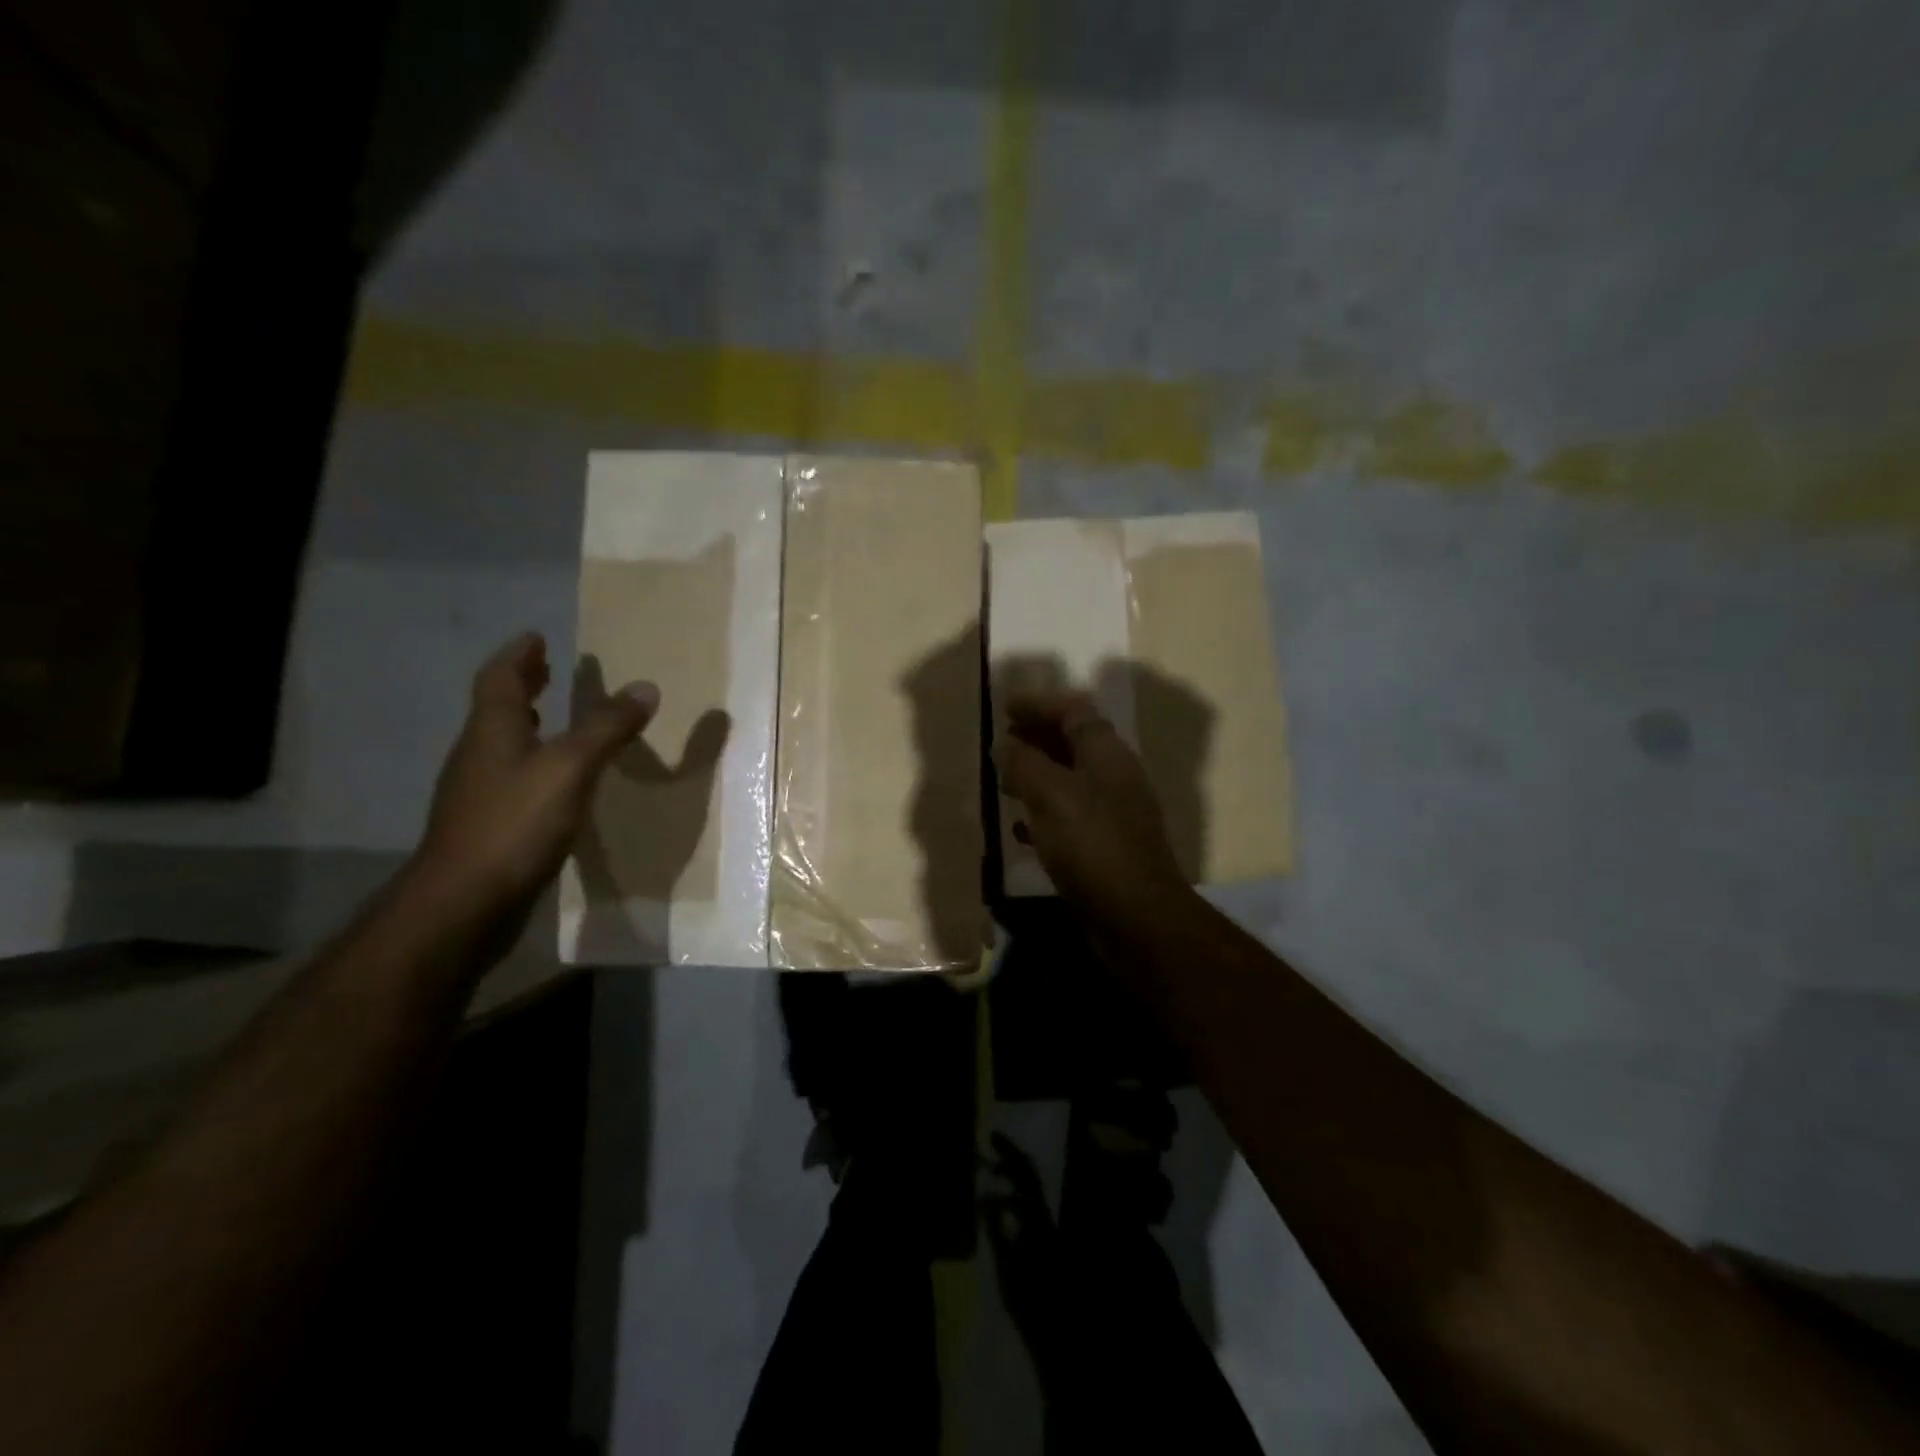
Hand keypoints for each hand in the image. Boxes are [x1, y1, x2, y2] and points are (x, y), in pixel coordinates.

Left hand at [413, 632, 658, 922]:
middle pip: (497, 708)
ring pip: (502, 743)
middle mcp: (479, 754)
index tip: (536, 637)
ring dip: (526, 722)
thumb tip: (645, 687)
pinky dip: (533, 761)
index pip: (500, 678)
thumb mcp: (570, 768)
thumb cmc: (515, 824)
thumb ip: (607, 727)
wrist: (464, 903)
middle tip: (546, 668)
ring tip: (552, 715)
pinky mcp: (487, 825)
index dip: (519, 656)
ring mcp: (479, 793)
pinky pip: (511, 776)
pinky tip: (555, 780)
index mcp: (493, 731)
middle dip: (522, 684)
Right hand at [996, 692, 1189, 928]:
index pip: (1074, 712)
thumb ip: (1024, 763)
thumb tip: (1005, 745)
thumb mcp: (1050, 795)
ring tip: (1004, 782)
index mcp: (1107, 754)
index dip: (1040, 705)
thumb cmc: (1092, 845)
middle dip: (1036, 738)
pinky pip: (1070, 818)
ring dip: (1038, 776)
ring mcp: (1114, 814)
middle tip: (1001, 742)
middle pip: (1073, 744)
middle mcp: (1115, 777)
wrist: (1136, 916)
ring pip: (1070, 781)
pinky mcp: (1106, 847)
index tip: (1005, 707)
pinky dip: (1044, 814)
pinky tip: (1022, 829)